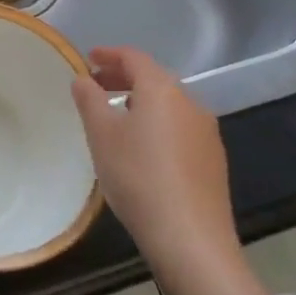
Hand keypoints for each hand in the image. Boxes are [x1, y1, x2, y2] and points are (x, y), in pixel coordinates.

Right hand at [71, 47, 243, 288]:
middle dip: (122, 78)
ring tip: (115, 118)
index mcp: (162, 90)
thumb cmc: (138, 178)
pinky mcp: (213, 160)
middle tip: (95, 86)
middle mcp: (189, 102)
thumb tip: (83, 79)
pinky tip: (143, 149)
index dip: (109, 54)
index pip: (134, 57)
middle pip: (153, 78)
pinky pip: (179, 127)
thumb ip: (89, 100)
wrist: (191, 240)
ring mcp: (206, 132)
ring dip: (140, 101)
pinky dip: (157, 124)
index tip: (88, 58)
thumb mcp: (102, 136)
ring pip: (168, 104)